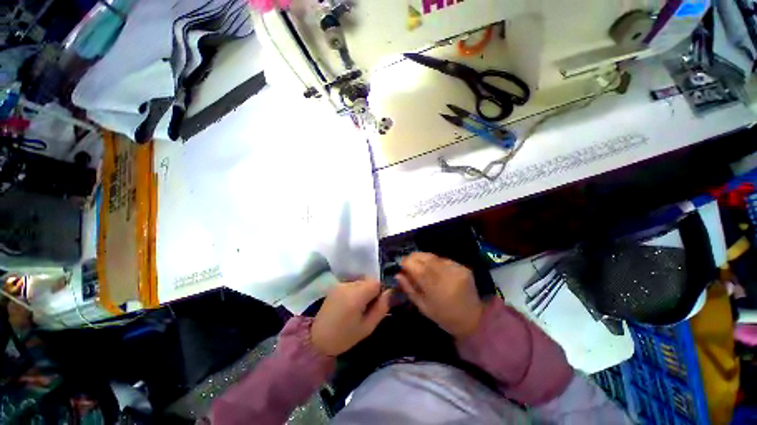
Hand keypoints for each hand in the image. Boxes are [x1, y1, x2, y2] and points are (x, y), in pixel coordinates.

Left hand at [311, 280, 391, 356]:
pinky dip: (355, 291)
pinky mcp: (335, 286)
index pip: (376, 282)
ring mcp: (340, 284)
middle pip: (368, 280)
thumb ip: (381, 308)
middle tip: (367, 308)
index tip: (376, 305)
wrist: (317, 340)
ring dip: (363, 290)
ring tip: (357, 307)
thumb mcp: (367, 327)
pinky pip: (352, 283)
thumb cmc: (344, 337)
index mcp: (356, 295)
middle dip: (371, 291)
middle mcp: (348, 285)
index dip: (380, 292)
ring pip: (360, 281)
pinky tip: (349, 304)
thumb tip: (390, 292)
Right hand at [397, 253, 483, 338]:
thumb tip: (398, 275)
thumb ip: (409, 289)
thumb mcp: (423, 307)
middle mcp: (446, 274)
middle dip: (414, 257)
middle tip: (408, 262)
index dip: (406, 262)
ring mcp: (456, 269)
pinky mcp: (463, 267)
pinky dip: (435, 261)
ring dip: (424, 258)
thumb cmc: (444, 317)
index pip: (416, 267)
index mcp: (435, 287)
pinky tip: (433, 268)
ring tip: (419, 265)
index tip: (400, 264)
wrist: (473, 319)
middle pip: (426, 257)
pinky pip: (444, 260)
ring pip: (434, 257)